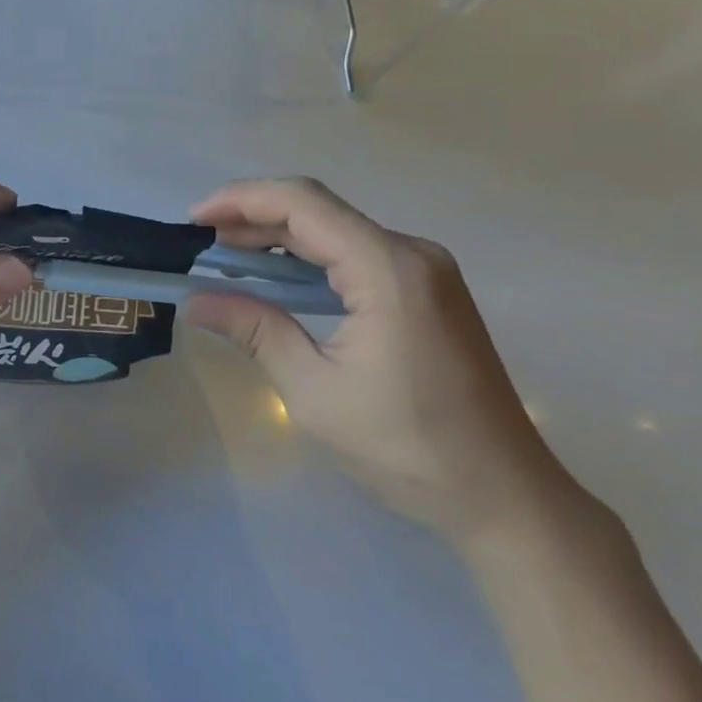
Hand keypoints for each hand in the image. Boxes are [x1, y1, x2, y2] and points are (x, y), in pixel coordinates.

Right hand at [183, 177, 587, 547]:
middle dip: (253, 217)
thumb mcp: (314, 392)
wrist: (508, 500)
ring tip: (227, 256)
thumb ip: (254, 331)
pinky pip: (355, 252)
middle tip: (201, 241)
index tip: (193, 220)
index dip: (240, 200)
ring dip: (279, 236)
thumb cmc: (408, 448)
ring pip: (336, 228)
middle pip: (318, 209)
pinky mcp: (428, 290)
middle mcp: (411, 252)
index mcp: (387, 268)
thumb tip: (194, 302)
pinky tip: (278, 278)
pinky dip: (309, 257)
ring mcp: (425, 269)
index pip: (301, 203)